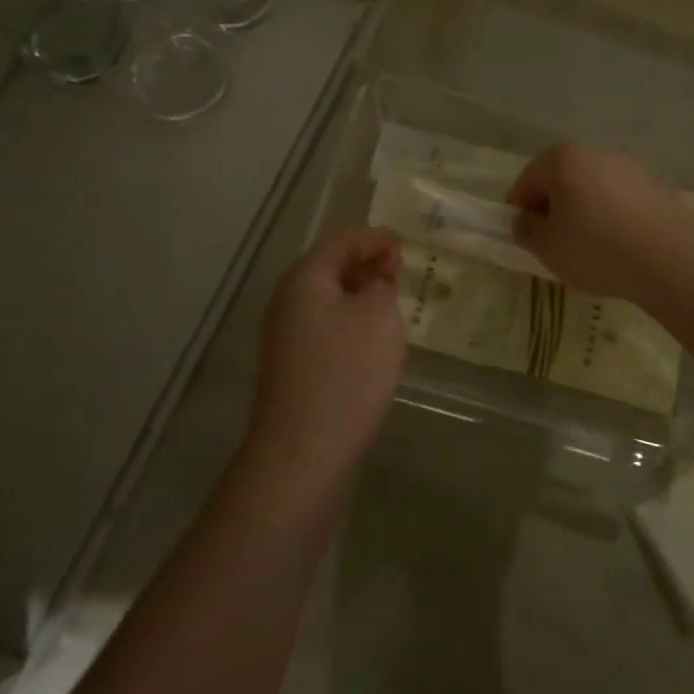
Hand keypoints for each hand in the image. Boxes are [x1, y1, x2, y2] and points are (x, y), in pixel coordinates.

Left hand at [247, 228, 406, 484]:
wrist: (304, 455)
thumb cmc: (347, 373)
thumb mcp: (379, 316)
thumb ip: (382, 284)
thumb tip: (373, 283)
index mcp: (305, 278)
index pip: (342, 239)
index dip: (376, 238)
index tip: (406, 248)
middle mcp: (288, 301)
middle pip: (331, 267)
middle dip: (368, 265)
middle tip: (402, 275)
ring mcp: (287, 338)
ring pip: (329, 301)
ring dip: (361, 297)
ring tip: (394, 306)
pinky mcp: (294, 370)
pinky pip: (327, 330)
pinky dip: (352, 324)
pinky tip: (374, 344)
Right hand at [506, 145, 693, 304]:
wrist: (672, 261)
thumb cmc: (597, 249)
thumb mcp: (547, 247)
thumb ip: (526, 230)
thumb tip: (524, 221)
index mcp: (564, 159)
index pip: (527, 181)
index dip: (519, 210)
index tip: (522, 237)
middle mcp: (597, 154)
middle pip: (562, 180)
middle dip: (553, 209)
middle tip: (552, 244)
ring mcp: (631, 168)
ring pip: (593, 190)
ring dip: (584, 213)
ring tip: (588, 250)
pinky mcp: (657, 188)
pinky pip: (621, 202)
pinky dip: (612, 219)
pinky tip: (619, 248)